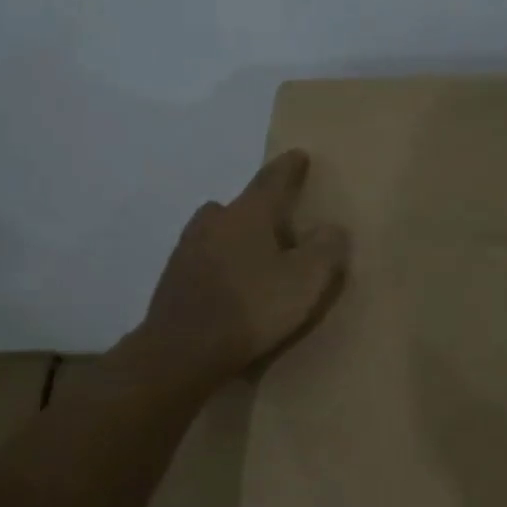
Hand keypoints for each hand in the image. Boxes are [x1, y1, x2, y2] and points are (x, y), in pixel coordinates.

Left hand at [141, 150, 349, 385]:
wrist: (183, 351)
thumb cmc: (253, 308)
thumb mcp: (306, 280)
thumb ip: (325, 249)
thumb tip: (333, 228)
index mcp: (248, 214)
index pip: (273, 180)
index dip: (289, 168)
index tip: (299, 155)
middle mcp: (214, 222)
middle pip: (240, 206)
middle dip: (260, 211)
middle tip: (280, 226)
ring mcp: (187, 249)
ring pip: (218, 232)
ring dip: (236, 239)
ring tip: (255, 260)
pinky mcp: (173, 279)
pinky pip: (204, 260)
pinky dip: (220, 265)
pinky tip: (231, 287)